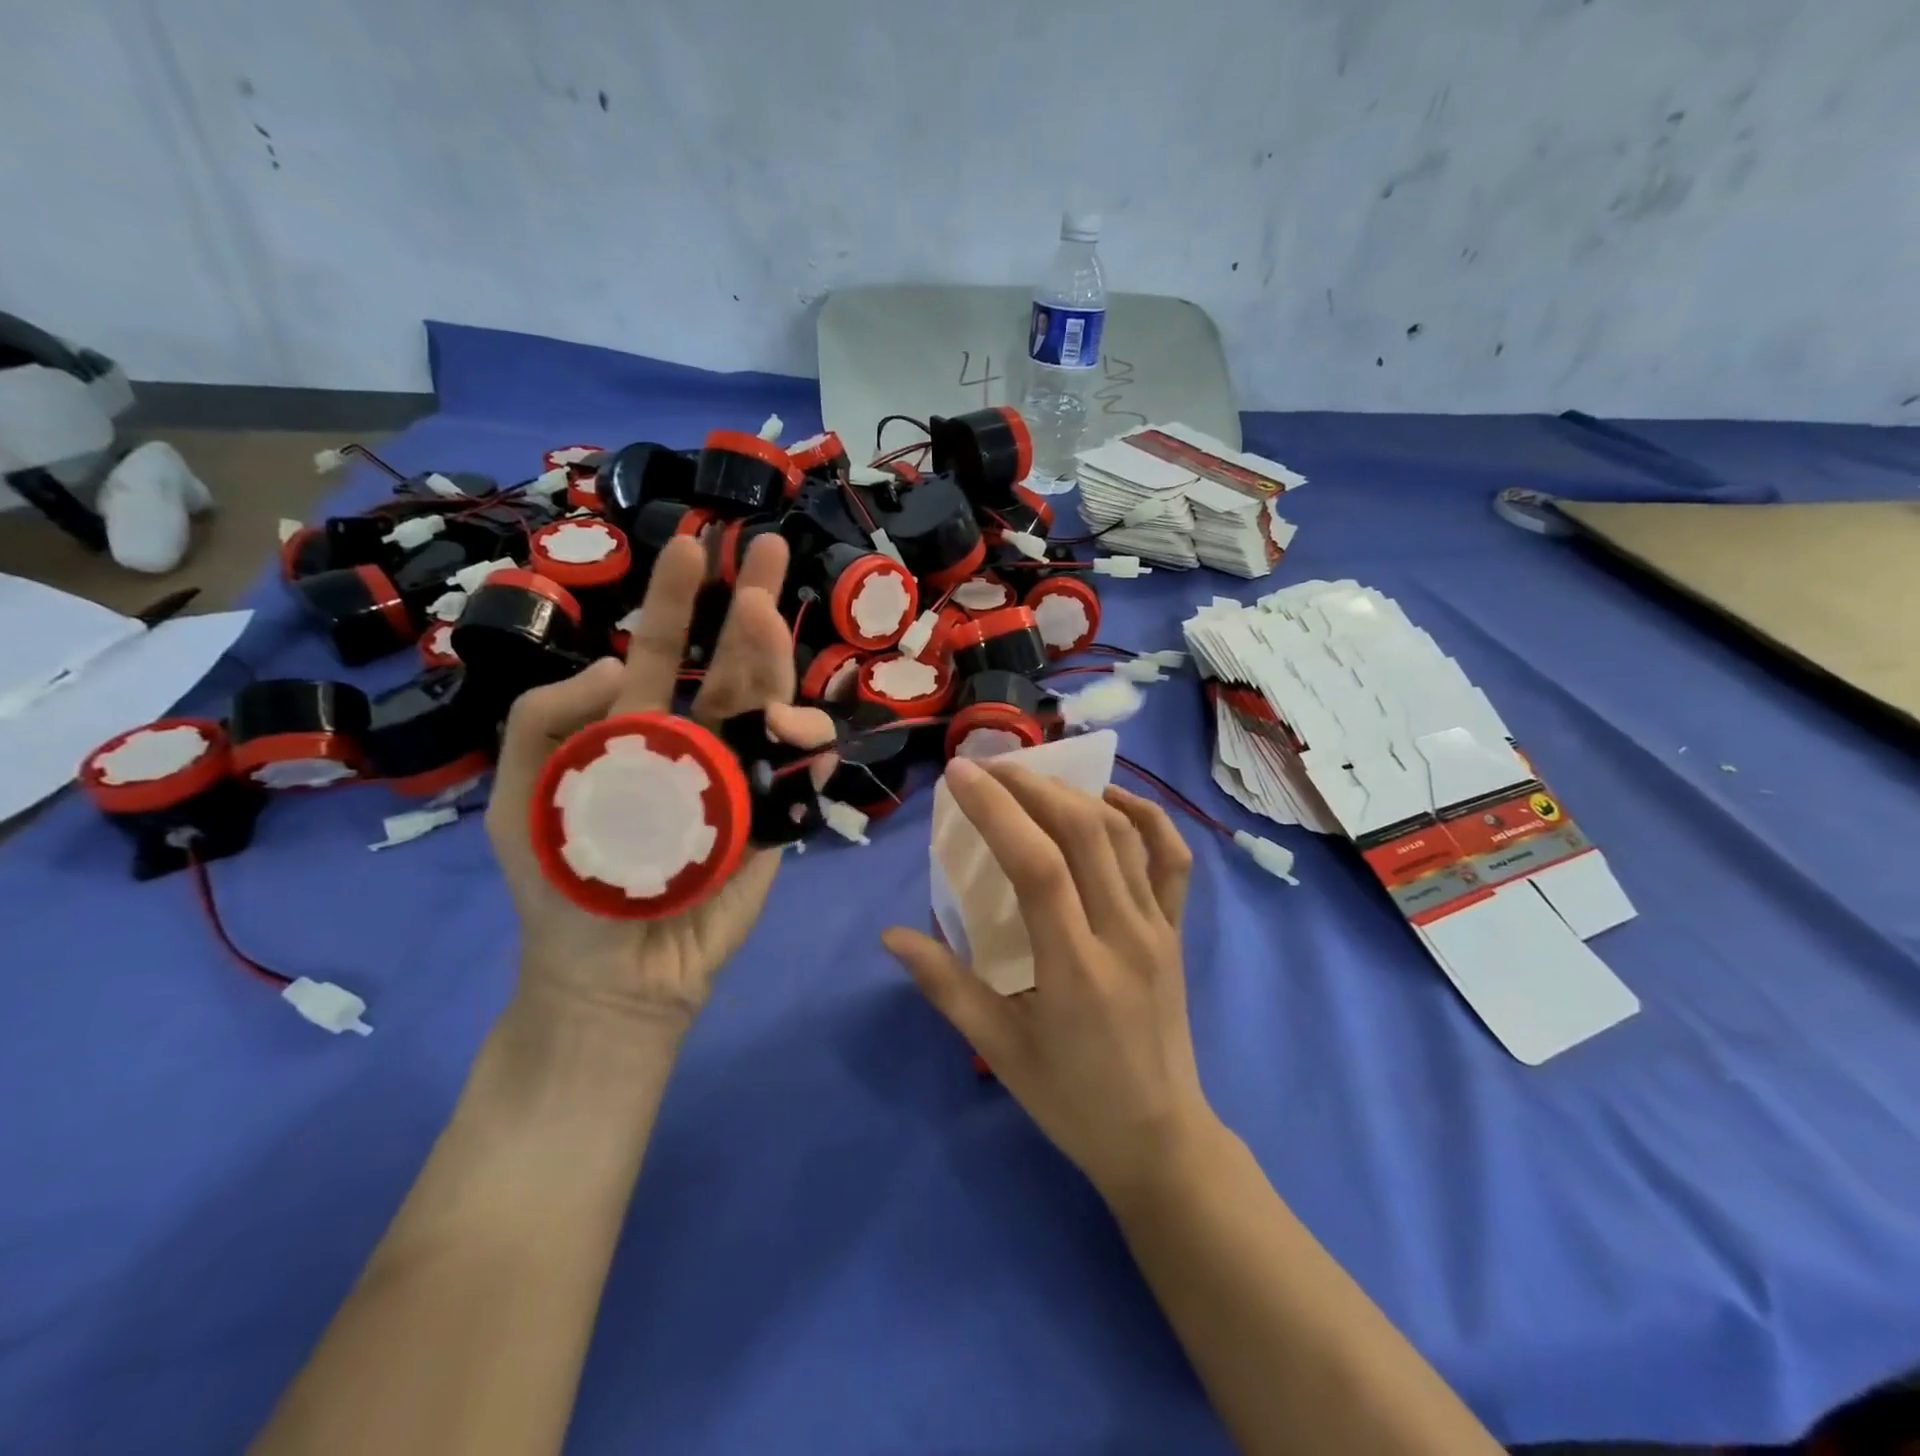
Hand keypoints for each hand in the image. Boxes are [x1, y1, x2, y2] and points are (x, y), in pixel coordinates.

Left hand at [487, 532, 833, 1032]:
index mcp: (641, 730)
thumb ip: (546, 721)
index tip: (695, 546)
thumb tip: (619, 663)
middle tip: (773, 552)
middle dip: (755, 606)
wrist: (615, 977)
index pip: (665, 651)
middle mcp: (701, 743)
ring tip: (776, 660)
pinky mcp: (773, 827)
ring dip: (782, 677)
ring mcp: (744, 782)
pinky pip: (800, 786)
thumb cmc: (567, 888)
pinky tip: (812, 746)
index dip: (678, 600)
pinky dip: (811, 763)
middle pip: (737, 666)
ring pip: (775, 715)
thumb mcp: (524, 797)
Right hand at [881, 759, 1216, 1201]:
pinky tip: (1110, 800)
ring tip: (1030, 779)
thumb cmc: (1072, 1101)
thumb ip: (945, 986)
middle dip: (1030, 787)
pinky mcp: (1178, 930)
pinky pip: (1171, 859)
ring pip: (1124, 835)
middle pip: (1083, 833)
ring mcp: (1159, 928)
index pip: (1038, 865)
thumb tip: (890, 936)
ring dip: (1075, 793)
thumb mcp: (1000, 1051)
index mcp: (1076, 969)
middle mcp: (1124, 935)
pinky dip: (1145, 816)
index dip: (998, 811)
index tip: (961, 776)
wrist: (1161, 1141)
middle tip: (987, 768)